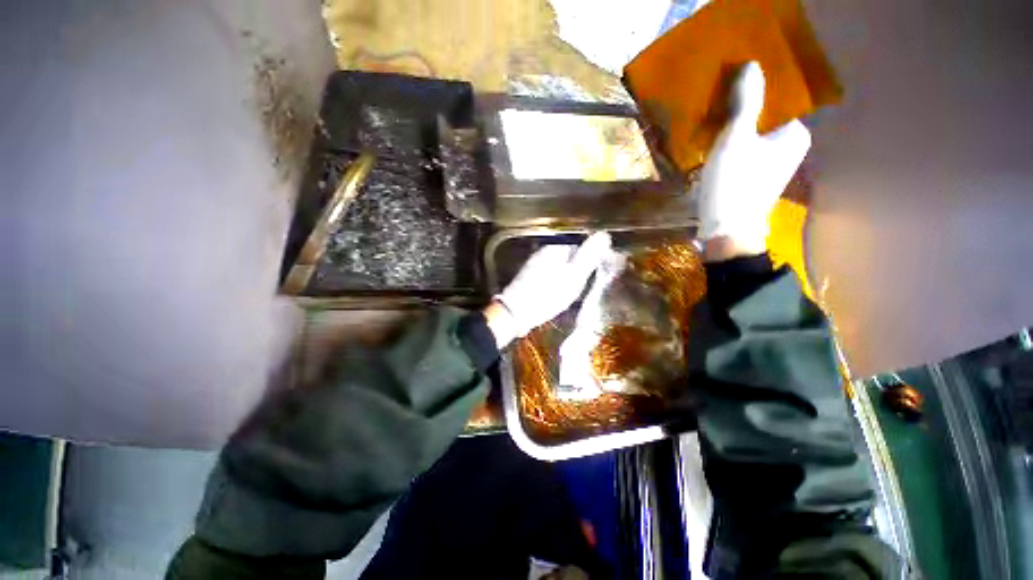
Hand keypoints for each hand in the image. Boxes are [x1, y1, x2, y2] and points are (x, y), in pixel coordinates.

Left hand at [490, 232, 611, 343]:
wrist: (516, 313)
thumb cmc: (548, 295)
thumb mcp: (574, 275)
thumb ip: (589, 255)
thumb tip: (604, 235)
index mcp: (556, 248)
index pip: (582, 245)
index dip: (591, 260)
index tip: (595, 275)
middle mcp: (544, 251)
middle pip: (570, 256)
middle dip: (579, 270)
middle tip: (581, 288)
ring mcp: (535, 264)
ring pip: (560, 267)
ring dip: (568, 278)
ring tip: (569, 294)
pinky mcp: (529, 277)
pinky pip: (550, 276)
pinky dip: (556, 284)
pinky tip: (556, 296)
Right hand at [698, 61, 810, 261]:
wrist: (726, 229)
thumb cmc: (734, 183)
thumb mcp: (736, 139)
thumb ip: (746, 103)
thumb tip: (752, 66)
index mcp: (795, 133)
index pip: (777, 100)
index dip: (753, 91)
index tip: (730, 87)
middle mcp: (791, 147)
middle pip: (765, 119)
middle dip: (742, 111)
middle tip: (717, 105)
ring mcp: (774, 165)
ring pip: (753, 136)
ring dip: (735, 129)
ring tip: (713, 123)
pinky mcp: (757, 178)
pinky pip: (746, 152)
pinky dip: (732, 147)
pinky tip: (716, 147)